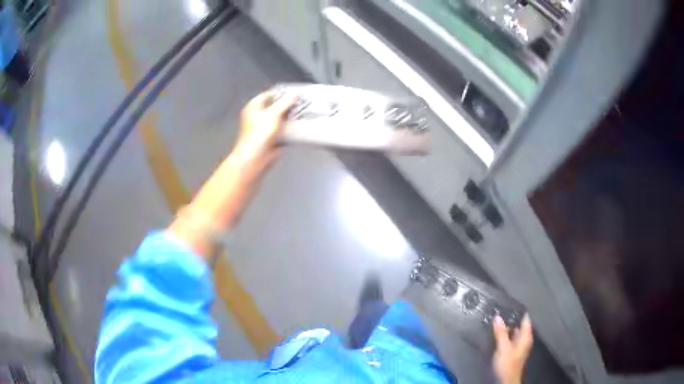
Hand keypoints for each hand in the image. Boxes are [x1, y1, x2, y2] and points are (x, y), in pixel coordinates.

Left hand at [233, 91, 296, 167]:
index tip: (293, 92)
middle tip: (299, 103)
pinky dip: (289, 129)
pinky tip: (297, 127)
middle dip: (287, 106)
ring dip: (289, 118)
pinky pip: (282, 131)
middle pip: (275, 107)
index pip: (268, 94)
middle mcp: (257, 116)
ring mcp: (264, 128)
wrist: (256, 157)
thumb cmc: (258, 134)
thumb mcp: (274, 112)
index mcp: (254, 107)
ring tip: (301, 113)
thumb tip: (294, 95)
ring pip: (279, 119)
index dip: (280, 93)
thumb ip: (285, 102)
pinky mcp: (271, 138)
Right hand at [492, 314, 532, 383]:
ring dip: (506, 327)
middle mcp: (524, 339)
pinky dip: (504, 335)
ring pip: (513, 332)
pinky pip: (509, 339)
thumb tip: (497, 316)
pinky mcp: (512, 351)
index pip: (525, 318)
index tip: (509, 302)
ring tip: (495, 320)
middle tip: (499, 310)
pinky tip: (496, 333)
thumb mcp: (503, 347)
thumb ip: (501, 332)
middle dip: (510, 319)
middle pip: (518, 325)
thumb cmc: (508, 362)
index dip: (518, 311)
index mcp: (526, 336)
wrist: (506, 379)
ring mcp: (518, 345)